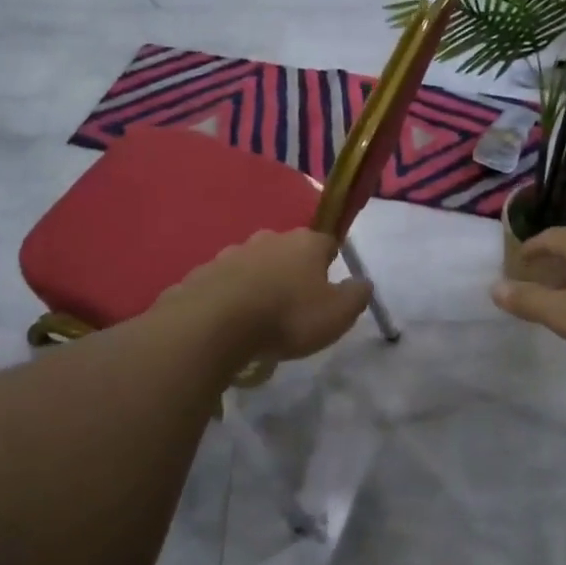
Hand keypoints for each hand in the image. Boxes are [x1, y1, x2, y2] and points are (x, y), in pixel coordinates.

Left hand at [164, 230, 372, 361]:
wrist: (214, 325)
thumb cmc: (287, 316)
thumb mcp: (338, 314)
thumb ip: (356, 296)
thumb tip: (363, 282)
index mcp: (305, 243)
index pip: (326, 243)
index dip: (330, 262)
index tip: (329, 286)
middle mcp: (268, 239)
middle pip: (287, 251)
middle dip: (292, 271)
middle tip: (294, 304)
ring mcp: (231, 253)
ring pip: (253, 265)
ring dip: (259, 283)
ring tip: (260, 317)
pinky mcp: (202, 274)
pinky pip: (224, 283)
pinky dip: (230, 297)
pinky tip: (230, 322)